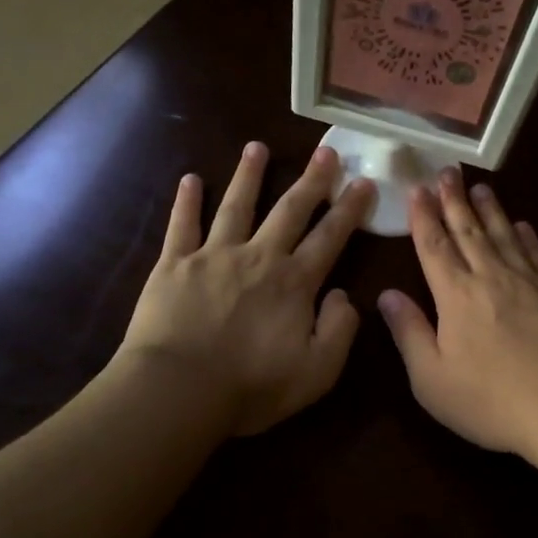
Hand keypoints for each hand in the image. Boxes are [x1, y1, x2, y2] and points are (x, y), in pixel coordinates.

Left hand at [119, 142, 373, 435]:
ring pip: (236, 206)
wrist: (179, 390)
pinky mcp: (174, 265)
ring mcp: (213, 256)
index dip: (350, 209)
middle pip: (290, 211)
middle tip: (326, 151)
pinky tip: (190, 179)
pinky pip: (182, 225)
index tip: (364, 182)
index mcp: (295, 282)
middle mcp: (258, 257)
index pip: (330, 237)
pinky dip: (186, 201)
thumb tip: (344, 295)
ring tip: (256, 147)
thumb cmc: (252, 387)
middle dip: (311, 181)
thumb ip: (339, 330)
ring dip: (249, 175)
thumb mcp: (317, 371)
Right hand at [378, 169, 537, 461]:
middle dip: (454, 200)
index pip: (434, 246)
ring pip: (504, 234)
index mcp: (456, 295)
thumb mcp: (432, 379)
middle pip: (469, 230)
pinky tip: (523, 226)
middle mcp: (491, 277)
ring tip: (480, 187)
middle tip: (446, 171)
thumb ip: (409, 333)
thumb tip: (387, 295)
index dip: (423, 217)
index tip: (417, 189)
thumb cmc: (492, 400)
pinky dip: (527, 236)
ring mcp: (531, 281)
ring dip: (490, 209)